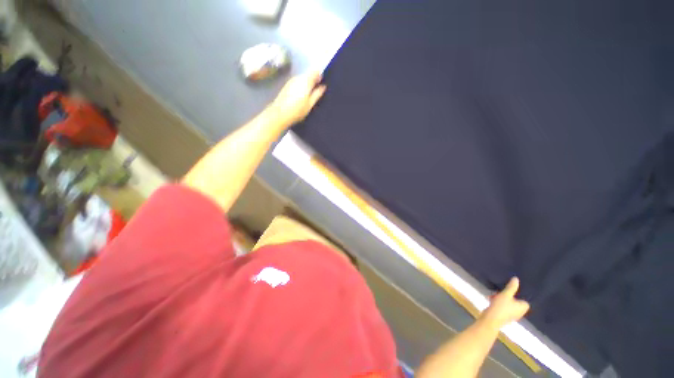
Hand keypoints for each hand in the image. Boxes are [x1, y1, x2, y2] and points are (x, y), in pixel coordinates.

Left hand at [270, 72, 326, 125]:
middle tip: (316, 90)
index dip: (319, 75)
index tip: (321, 83)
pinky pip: (296, 82)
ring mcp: (291, 81)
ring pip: (302, 78)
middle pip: (308, 74)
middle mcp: (298, 78)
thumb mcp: (310, 104)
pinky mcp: (286, 85)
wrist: (280, 113)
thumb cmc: (298, 110)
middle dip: (313, 80)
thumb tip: (323, 86)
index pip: (315, 72)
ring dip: (306, 83)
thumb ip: (317, 94)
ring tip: (308, 94)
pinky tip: (300, 96)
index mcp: (306, 81)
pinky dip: (300, 86)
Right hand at [481, 277, 529, 329]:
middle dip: (508, 297)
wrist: (491, 319)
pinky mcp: (504, 317)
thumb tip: (516, 279)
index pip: (525, 301)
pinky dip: (498, 304)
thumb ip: (511, 287)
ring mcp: (512, 316)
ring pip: (508, 305)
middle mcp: (519, 313)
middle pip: (515, 302)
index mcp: (523, 308)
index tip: (510, 292)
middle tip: (500, 293)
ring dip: (502, 300)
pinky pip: (503, 308)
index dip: (518, 297)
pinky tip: (491, 300)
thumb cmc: (501, 306)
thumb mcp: (505, 294)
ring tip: (494, 296)